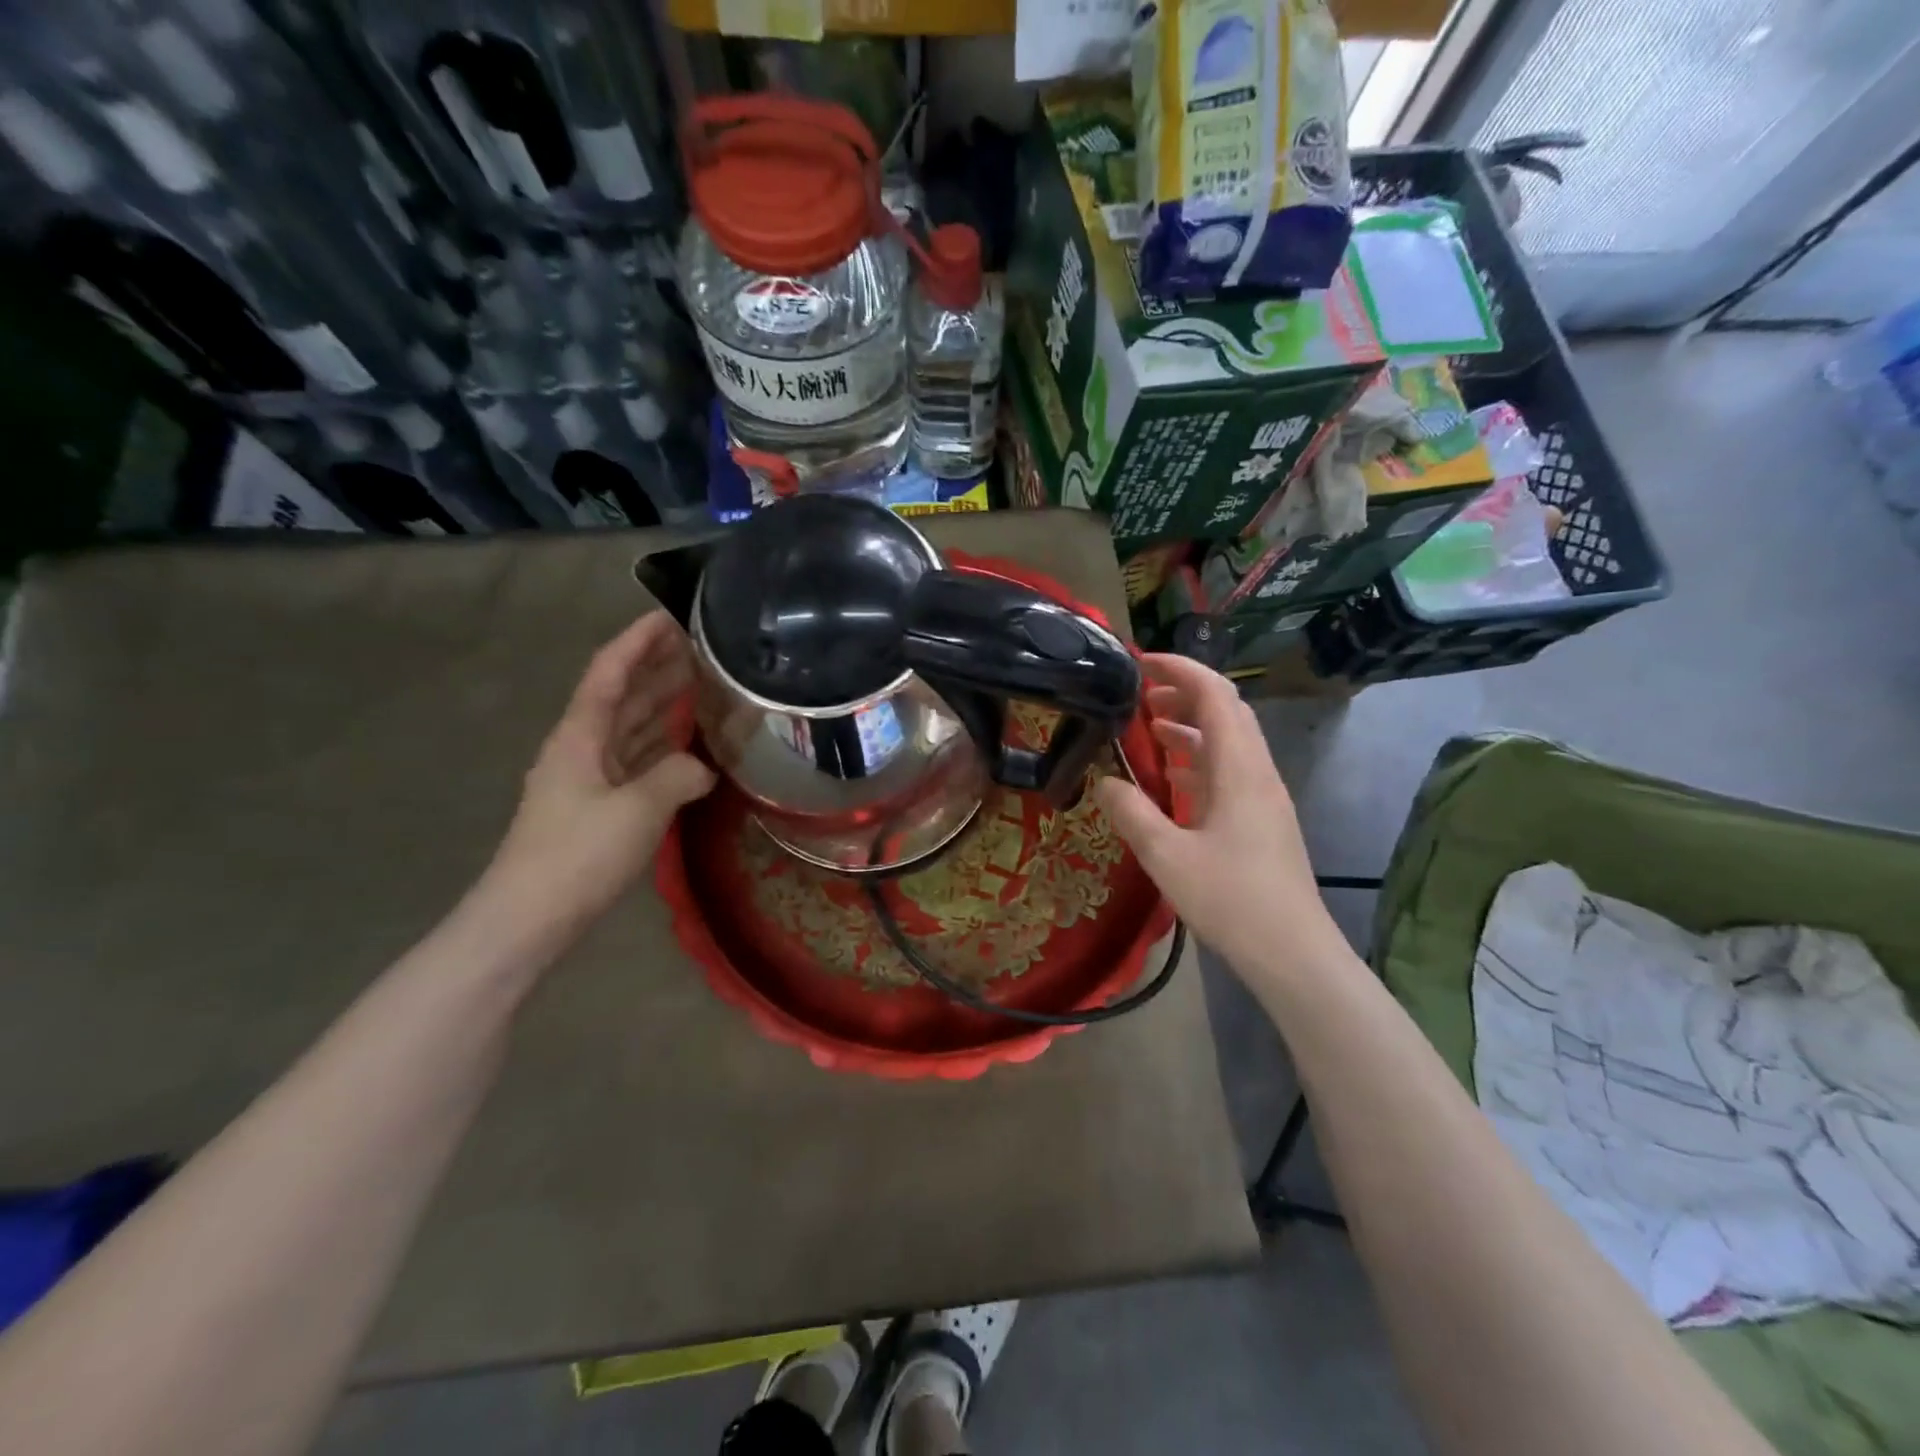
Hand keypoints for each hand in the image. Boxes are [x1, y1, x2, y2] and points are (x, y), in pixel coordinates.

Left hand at [482, 613, 715, 937]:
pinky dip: (663, 747)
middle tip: (702, 647)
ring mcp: (589, 779)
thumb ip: (678, 776)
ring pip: (631, 729)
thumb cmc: (578, 854)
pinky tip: (690, 746)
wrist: (529, 918)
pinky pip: (637, 762)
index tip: (671, 615)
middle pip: (621, 695)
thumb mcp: (638, 809)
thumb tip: (706, 768)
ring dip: (662, 705)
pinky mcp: (599, 808)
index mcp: (579, 736)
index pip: (608, 671)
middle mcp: (582, 748)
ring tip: (704, 686)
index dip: (638, 640)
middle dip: (657, 667)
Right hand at [1093, 654, 1342, 980]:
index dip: (1180, 669)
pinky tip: (1171, 777)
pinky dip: (1198, 759)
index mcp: (1239, 769)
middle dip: (1183, 693)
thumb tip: (1104, 780)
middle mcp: (1257, 772)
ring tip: (1148, 728)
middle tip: (1139, 695)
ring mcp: (1263, 796)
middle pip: (1226, 711)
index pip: (1215, 695)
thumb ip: (1131, 812)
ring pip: (1228, 741)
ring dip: (1190, 726)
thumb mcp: (1166, 856)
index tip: (1141, 662)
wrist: (1293, 953)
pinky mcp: (1262, 819)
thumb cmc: (1231, 899)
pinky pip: (1229, 771)